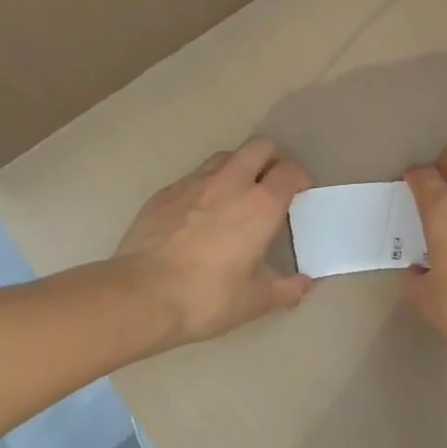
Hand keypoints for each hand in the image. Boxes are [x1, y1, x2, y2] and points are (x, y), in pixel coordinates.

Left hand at [116, 137, 313, 345]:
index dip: (299, 178)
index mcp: (262, 204)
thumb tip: (304, 285)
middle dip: (271, 158)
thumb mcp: (255, 301)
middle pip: (260, 146)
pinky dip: (205, 186)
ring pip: (225, 156)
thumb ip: (285, 289)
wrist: (142, 295)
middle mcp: (231, 182)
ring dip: (237, 167)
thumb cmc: (208, 296)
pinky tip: (198, 214)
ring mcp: (194, 183)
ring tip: (235, 195)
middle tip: (271, 184)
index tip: (299, 193)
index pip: (290, 171)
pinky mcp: (165, 192)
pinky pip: (193, 177)